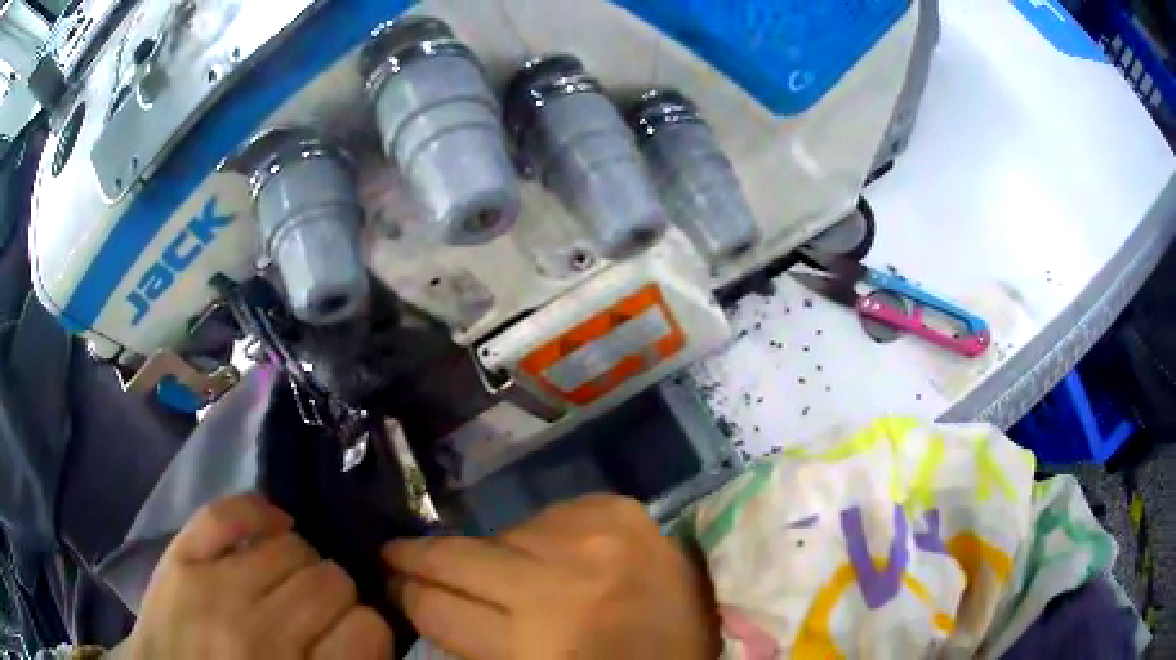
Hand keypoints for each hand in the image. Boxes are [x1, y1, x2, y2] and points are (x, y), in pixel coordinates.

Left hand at [123, 493, 391, 659]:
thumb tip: (368, 625)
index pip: (369, 629)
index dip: (370, 627)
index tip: (354, 634)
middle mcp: (260, 635)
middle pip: (331, 581)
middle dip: (335, 593)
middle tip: (318, 610)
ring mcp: (214, 590)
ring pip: (291, 546)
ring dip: (301, 561)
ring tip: (289, 578)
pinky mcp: (180, 558)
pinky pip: (228, 513)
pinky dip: (259, 511)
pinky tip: (274, 525)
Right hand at [383, 494, 719, 659]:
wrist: (709, 637)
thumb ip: (474, 643)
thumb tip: (423, 601)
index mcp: (534, 647)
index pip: (433, 606)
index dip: (405, 595)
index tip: (393, 587)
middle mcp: (557, 585)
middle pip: (453, 557)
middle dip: (414, 558)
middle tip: (396, 558)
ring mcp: (590, 538)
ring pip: (496, 534)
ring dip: (489, 556)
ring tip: (503, 574)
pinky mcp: (617, 509)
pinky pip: (545, 515)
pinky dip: (537, 538)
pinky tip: (553, 557)